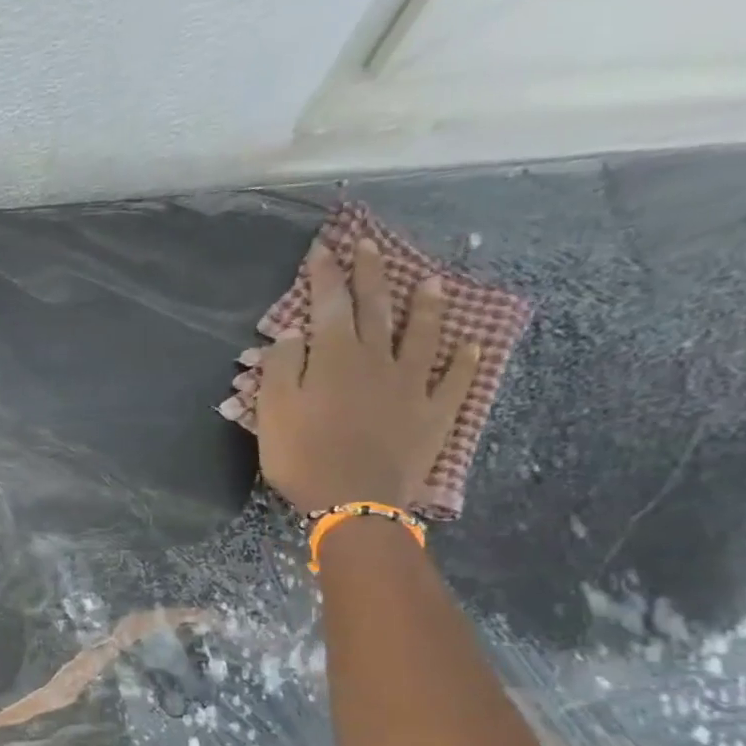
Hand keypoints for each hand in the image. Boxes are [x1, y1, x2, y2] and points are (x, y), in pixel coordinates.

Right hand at [256, 238, 479, 513]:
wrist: (353, 501)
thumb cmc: (303, 457)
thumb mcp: (273, 412)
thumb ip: (281, 368)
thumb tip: (292, 334)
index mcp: (335, 358)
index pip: (329, 305)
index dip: (326, 276)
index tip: (323, 250)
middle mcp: (377, 361)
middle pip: (376, 309)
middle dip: (371, 274)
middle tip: (371, 245)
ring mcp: (412, 386)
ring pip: (421, 336)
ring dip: (425, 307)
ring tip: (431, 282)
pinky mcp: (434, 413)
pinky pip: (455, 381)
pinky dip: (465, 362)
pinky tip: (472, 346)